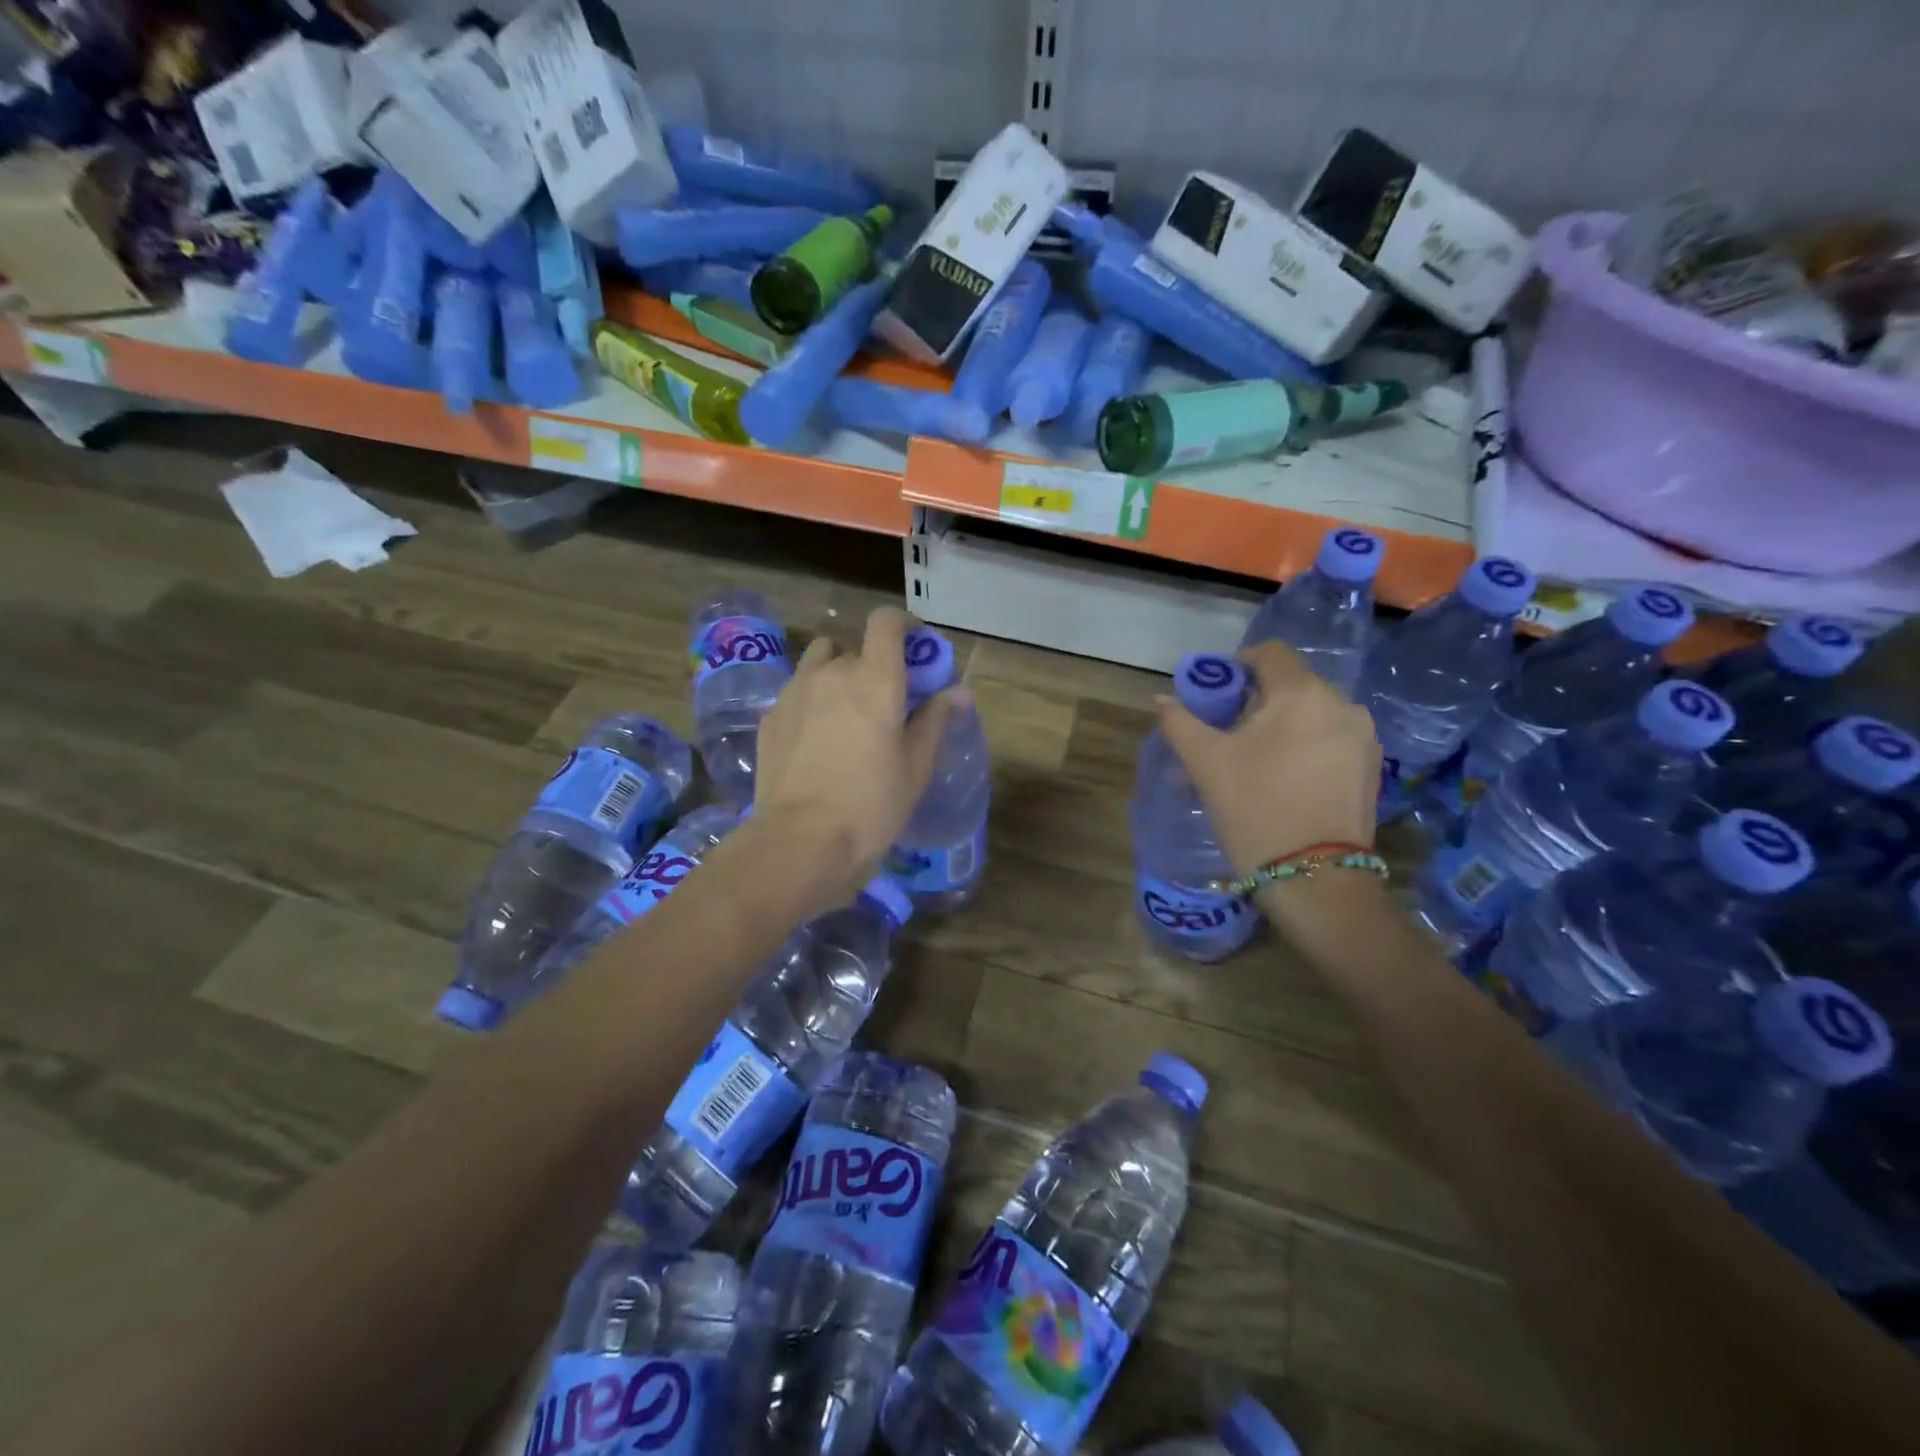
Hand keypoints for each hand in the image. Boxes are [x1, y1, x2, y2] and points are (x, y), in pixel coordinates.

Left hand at [750, 607, 963, 901]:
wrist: (801, 840)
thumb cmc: (872, 803)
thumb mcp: (916, 765)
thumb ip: (936, 720)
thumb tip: (960, 691)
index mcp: (874, 678)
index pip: (885, 622)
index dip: (903, 624)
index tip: (915, 645)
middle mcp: (831, 672)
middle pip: (853, 647)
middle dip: (872, 664)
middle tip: (884, 699)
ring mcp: (794, 692)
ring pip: (818, 662)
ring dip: (836, 673)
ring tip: (845, 711)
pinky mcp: (770, 717)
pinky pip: (796, 692)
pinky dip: (811, 700)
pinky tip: (816, 738)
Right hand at [1157, 640, 1380, 876]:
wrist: (1314, 878)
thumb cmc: (1254, 808)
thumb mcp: (1205, 763)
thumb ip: (1179, 722)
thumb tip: (1163, 699)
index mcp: (1301, 693)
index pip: (1270, 653)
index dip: (1237, 665)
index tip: (1217, 697)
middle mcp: (1341, 704)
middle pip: (1291, 684)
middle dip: (1256, 702)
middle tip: (1228, 737)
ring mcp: (1362, 737)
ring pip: (1312, 714)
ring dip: (1281, 726)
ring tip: (1256, 764)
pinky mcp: (1371, 768)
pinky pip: (1330, 739)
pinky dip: (1305, 747)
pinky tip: (1286, 781)